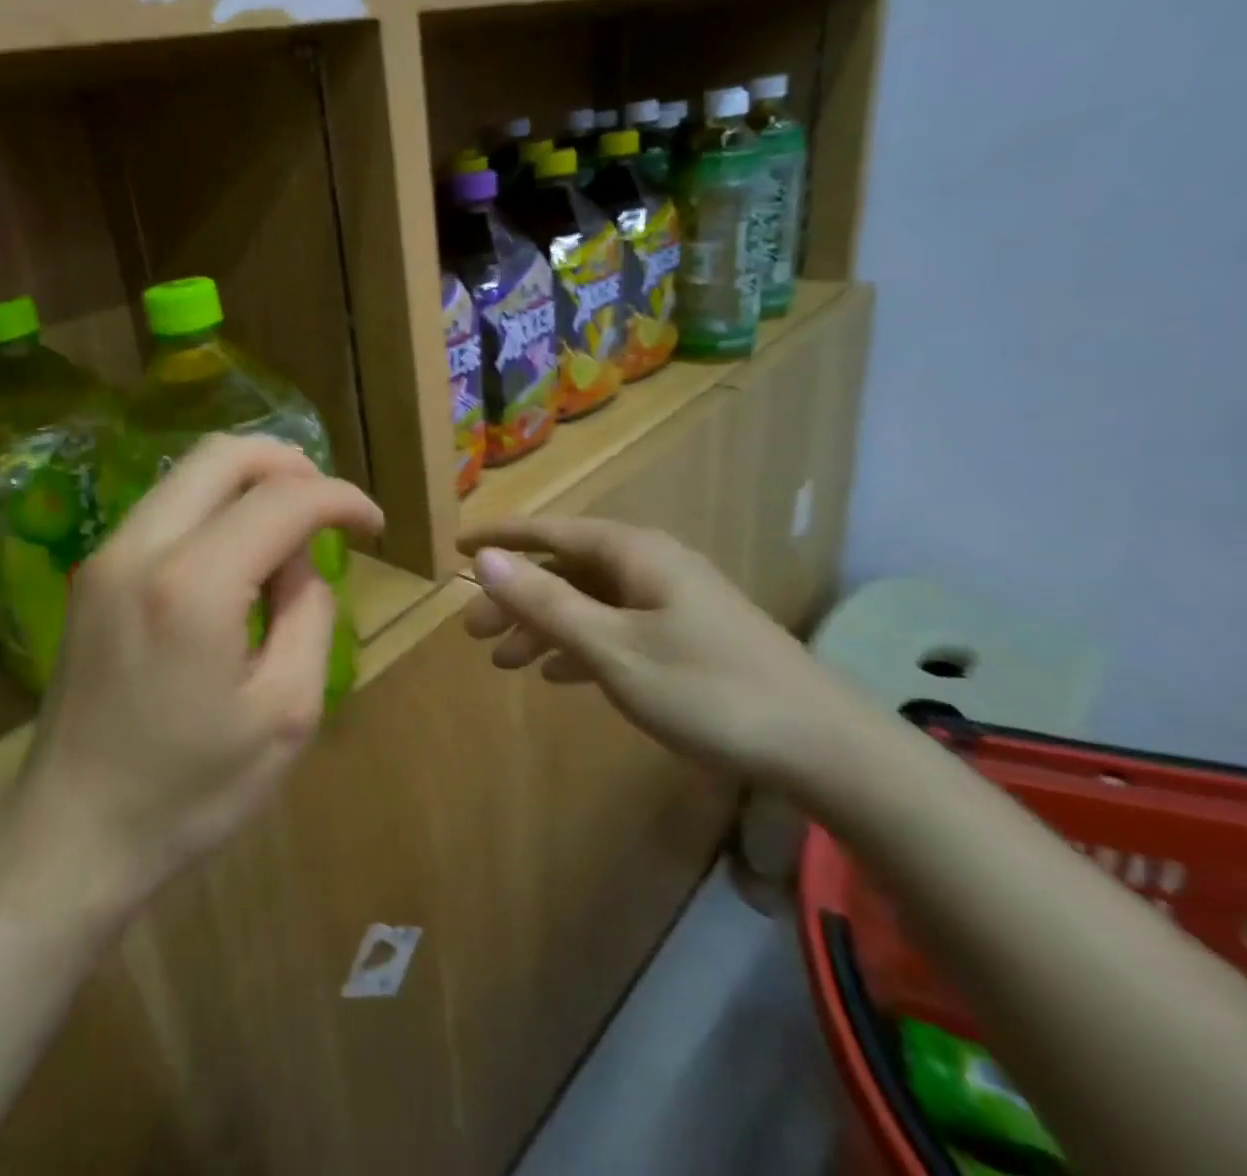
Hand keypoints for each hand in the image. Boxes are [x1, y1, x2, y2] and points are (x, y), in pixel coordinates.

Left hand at [10, 434, 382, 913]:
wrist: (71, 833)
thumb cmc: (188, 790)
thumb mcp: (285, 712)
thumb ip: (308, 614)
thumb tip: (300, 559)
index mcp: (192, 585)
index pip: (282, 499)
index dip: (339, 498)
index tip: (373, 524)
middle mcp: (140, 548)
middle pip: (223, 454)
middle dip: (291, 464)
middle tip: (329, 508)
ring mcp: (105, 555)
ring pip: (188, 473)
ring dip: (249, 483)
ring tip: (290, 532)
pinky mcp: (92, 573)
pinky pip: (164, 507)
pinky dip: (213, 508)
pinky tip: (238, 556)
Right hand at [458, 518, 864, 784]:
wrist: (823, 747)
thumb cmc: (706, 689)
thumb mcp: (611, 647)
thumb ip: (544, 602)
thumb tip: (484, 559)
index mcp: (632, 553)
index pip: (548, 532)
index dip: (499, 539)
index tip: (455, 547)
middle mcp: (650, 565)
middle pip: (564, 570)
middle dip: (515, 598)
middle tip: (474, 633)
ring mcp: (671, 600)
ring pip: (588, 602)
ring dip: (543, 626)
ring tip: (504, 660)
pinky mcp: (686, 635)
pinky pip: (615, 627)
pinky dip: (579, 645)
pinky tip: (557, 674)